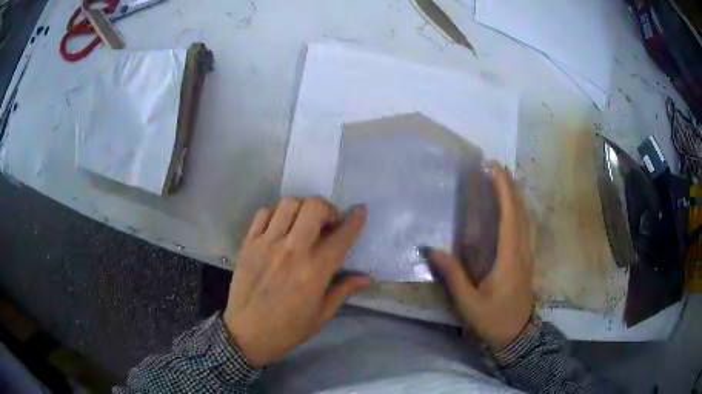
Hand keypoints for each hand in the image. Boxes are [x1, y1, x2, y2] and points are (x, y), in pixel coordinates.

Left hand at [223, 197, 369, 366]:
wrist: (247, 333)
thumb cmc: (288, 329)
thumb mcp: (322, 315)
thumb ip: (343, 290)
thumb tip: (366, 277)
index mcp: (315, 271)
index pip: (341, 237)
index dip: (355, 220)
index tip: (360, 211)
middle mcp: (292, 251)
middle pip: (314, 207)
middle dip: (327, 208)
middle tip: (327, 223)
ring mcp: (267, 244)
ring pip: (288, 204)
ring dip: (302, 208)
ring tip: (303, 222)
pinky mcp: (248, 243)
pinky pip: (263, 213)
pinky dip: (275, 213)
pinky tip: (279, 227)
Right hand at [426, 163, 533, 350]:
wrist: (517, 335)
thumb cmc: (493, 320)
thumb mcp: (469, 303)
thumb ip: (453, 275)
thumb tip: (432, 249)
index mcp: (509, 259)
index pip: (509, 217)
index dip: (503, 191)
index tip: (494, 169)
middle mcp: (522, 251)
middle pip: (520, 212)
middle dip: (510, 187)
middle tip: (496, 167)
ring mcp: (528, 255)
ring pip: (526, 218)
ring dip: (516, 196)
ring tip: (504, 180)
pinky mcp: (527, 260)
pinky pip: (526, 227)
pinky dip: (519, 210)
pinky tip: (512, 208)